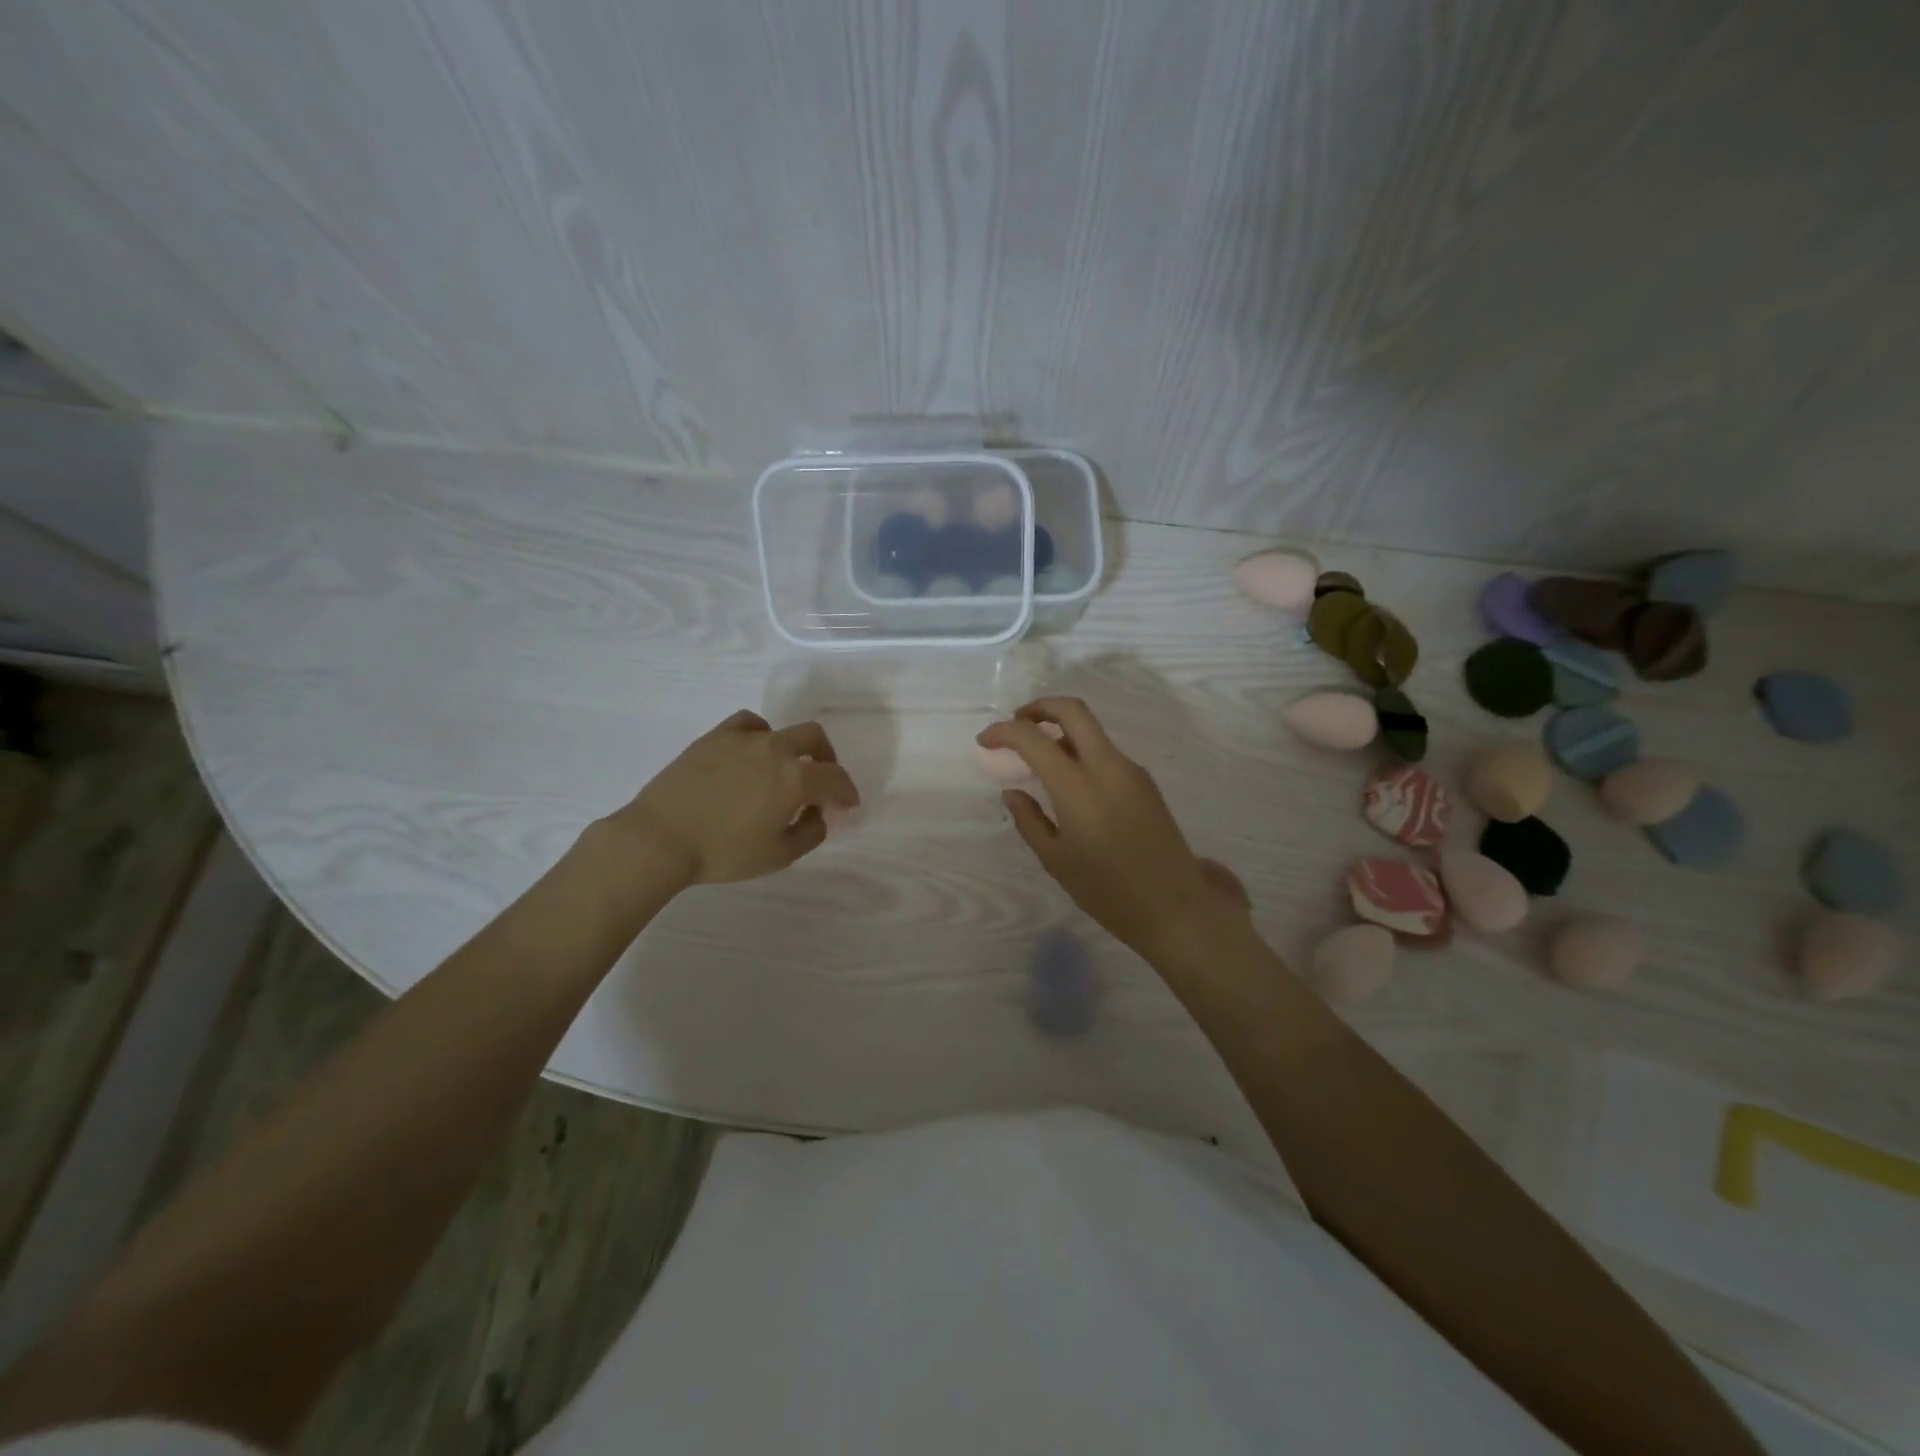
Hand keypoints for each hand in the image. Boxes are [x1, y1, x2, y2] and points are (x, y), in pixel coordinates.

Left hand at [604, 710, 858, 887]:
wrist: (659, 839)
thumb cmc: (723, 853)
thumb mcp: (778, 856)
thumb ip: (810, 833)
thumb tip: (816, 813)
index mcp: (796, 778)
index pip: (835, 779)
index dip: (847, 792)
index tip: (848, 805)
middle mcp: (774, 749)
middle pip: (814, 739)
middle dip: (827, 759)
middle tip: (823, 781)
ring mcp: (742, 739)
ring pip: (781, 731)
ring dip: (793, 749)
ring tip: (784, 769)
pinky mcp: (714, 737)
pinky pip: (748, 724)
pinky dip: (760, 735)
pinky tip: (752, 752)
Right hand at [977, 697, 1246, 959]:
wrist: (1174, 904)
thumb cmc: (1107, 889)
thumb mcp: (1055, 859)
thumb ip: (1028, 820)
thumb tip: (1013, 792)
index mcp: (1077, 786)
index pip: (1032, 738)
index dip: (1003, 731)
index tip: (985, 741)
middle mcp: (1106, 766)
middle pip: (1072, 710)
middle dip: (1039, 708)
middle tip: (1016, 724)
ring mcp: (1130, 770)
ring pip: (1091, 729)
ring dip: (1061, 729)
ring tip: (1038, 756)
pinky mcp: (1144, 781)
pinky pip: (1105, 752)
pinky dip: (1080, 750)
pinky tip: (1069, 780)